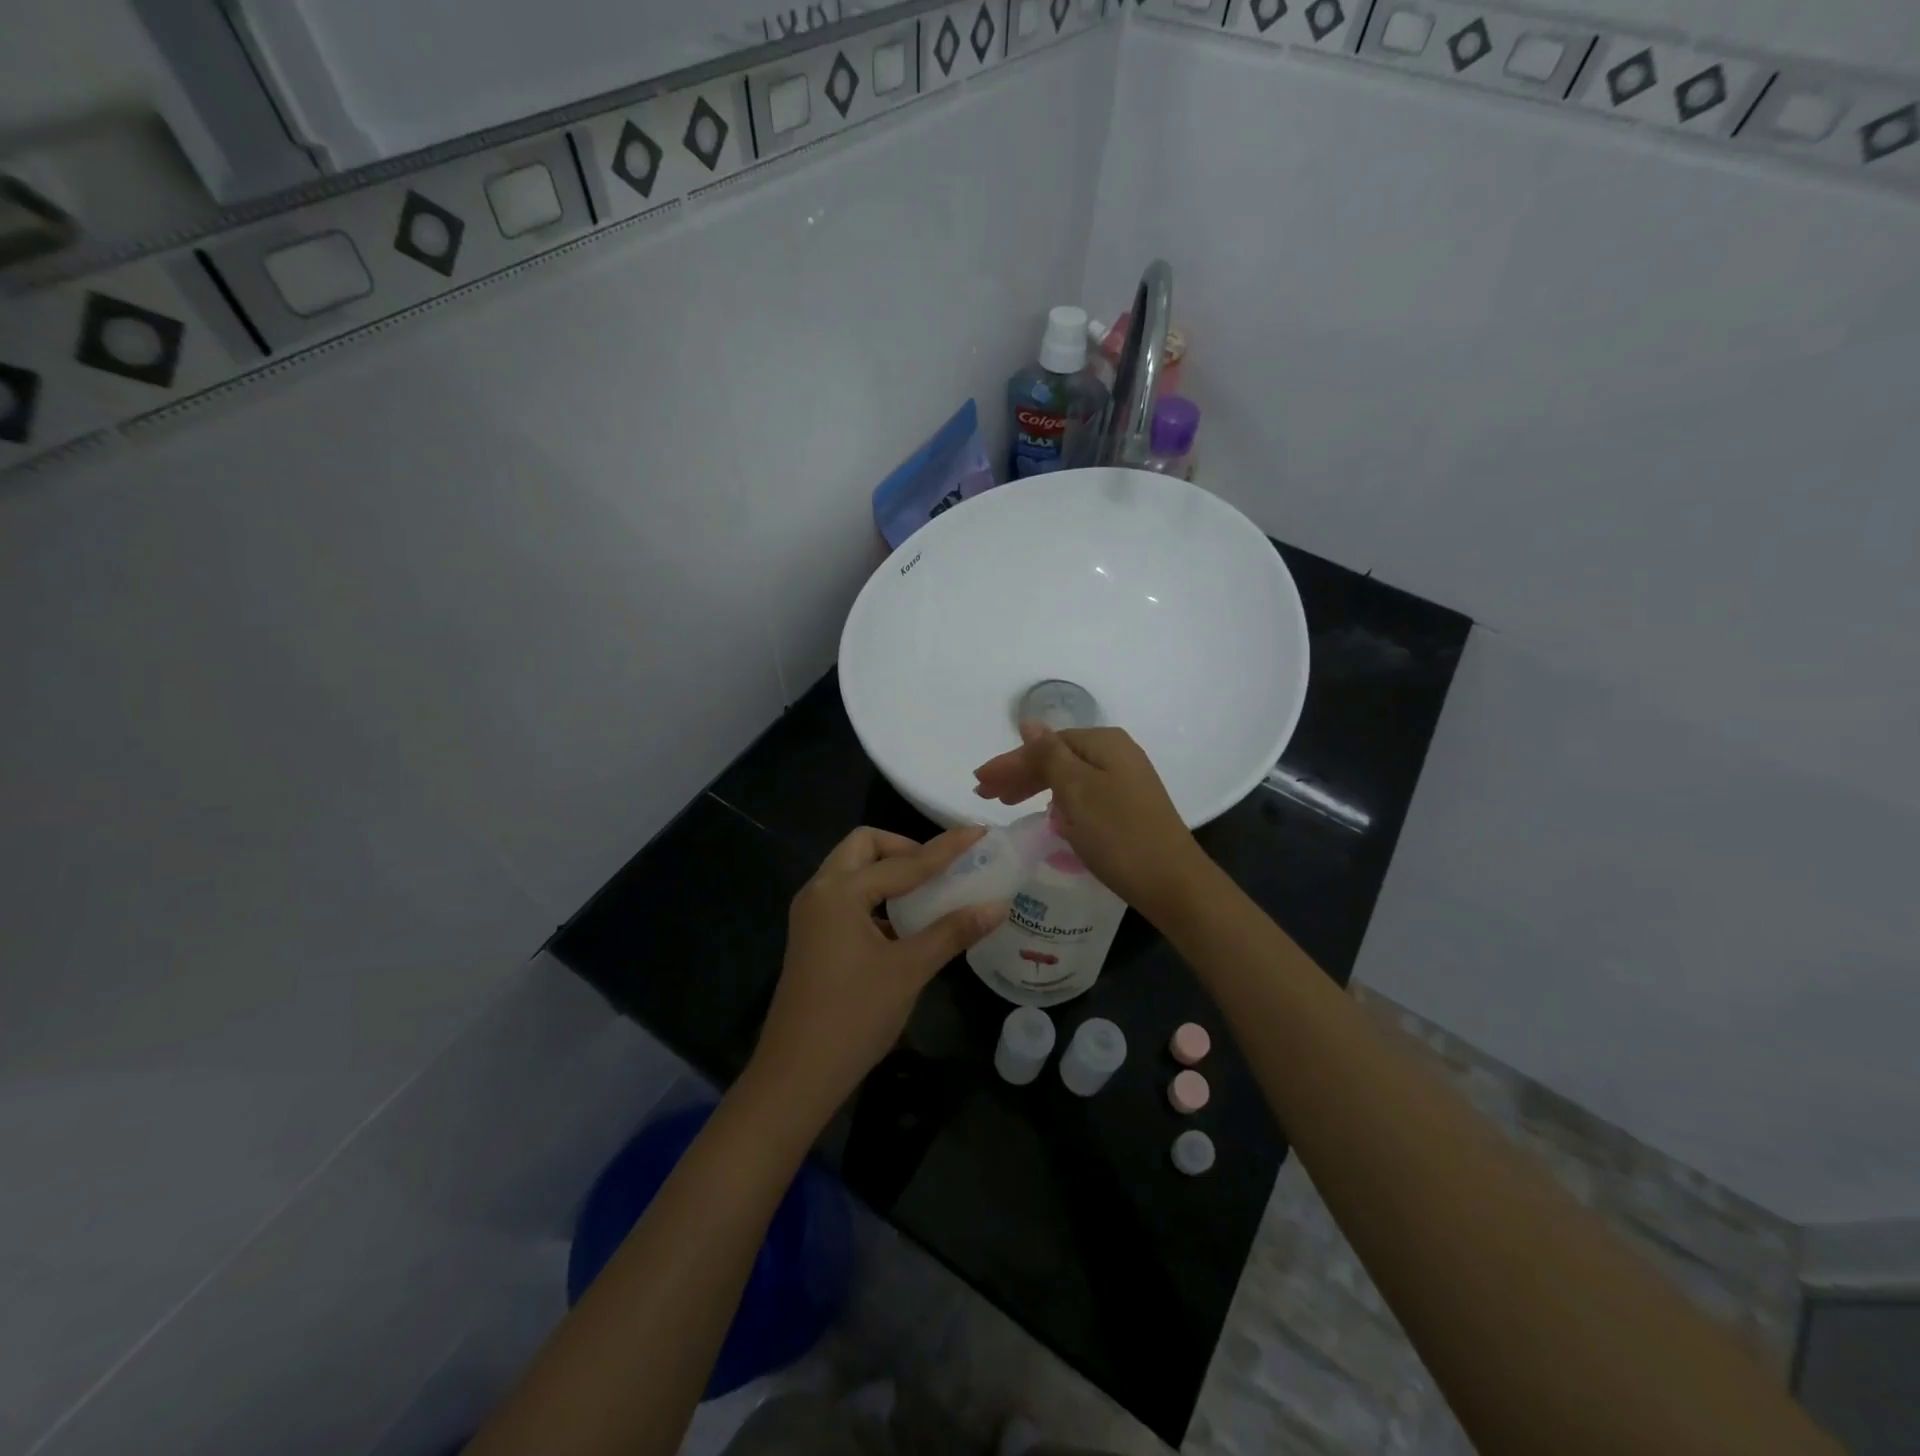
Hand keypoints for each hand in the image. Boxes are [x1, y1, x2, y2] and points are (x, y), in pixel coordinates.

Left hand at [747, 826, 1005, 1126]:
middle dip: (904, 849)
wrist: (796, 1076)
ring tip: (927, 892)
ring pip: (852, 871)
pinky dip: (875, 897)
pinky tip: (902, 924)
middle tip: (940, 869)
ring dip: (888, 872)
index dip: (946, 848)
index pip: (904, 861)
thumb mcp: (909, 970)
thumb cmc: (853, 1017)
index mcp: (839, 892)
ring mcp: (811, 915)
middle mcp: (819, 891)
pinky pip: (846, 897)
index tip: (978, 832)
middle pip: (864, 847)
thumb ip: (952, 932)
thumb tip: (997, 906)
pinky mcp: (812, 937)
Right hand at [972, 724, 1205, 918]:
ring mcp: (1125, 781)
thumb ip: (1048, 754)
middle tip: (986, 795)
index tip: (979, 784)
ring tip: (1007, 803)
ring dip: (1036, 788)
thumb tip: (1029, 722)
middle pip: (1056, 758)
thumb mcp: (1076, 789)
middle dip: (1020, 774)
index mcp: (1104, 742)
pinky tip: (1048, 815)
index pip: (1045, 745)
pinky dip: (1059, 802)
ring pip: (1068, 778)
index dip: (1010, 763)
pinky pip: (1082, 795)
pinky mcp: (1128, 807)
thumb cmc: (1117, 833)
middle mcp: (1117, 754)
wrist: (1171, 882)